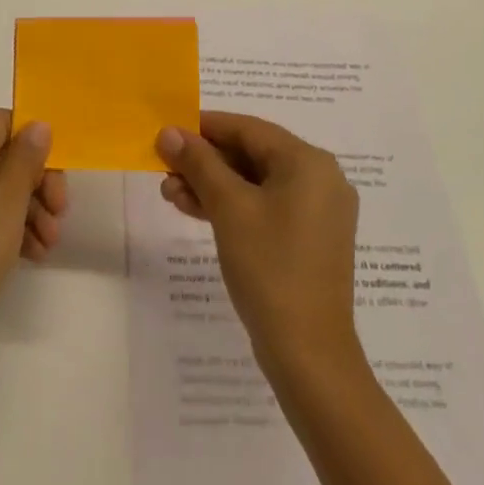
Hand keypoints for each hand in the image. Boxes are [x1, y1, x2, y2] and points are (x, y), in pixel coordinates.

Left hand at [0, 110, 68, 371]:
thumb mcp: (7, 203)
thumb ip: (25, 159)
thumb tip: (37, 124)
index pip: (1, 121)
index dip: (32, 137)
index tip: (57, 168)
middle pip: (4, 156)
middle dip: (38, 180)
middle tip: (61, 210)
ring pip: (0, 191)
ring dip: (31, 209)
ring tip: (51, 242)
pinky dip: (14, 230)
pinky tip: (35, 255)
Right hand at [156, 113, 360, 374]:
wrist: (309, 358)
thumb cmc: (270, 268)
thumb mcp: (229, 208)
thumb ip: (198, 163)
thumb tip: (168, 131)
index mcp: (308, 162)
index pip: (248, 128)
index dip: (204, 127)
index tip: (168, 131)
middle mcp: (319, 178)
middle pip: (251, 154)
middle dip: (205, 161)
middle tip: (164, 167)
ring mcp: (317, 212)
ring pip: (255, 182)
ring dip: (212, 185)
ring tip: (170, 193)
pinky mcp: (309, 240)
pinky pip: (265, 207)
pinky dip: (232, 206)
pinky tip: (194, 210)